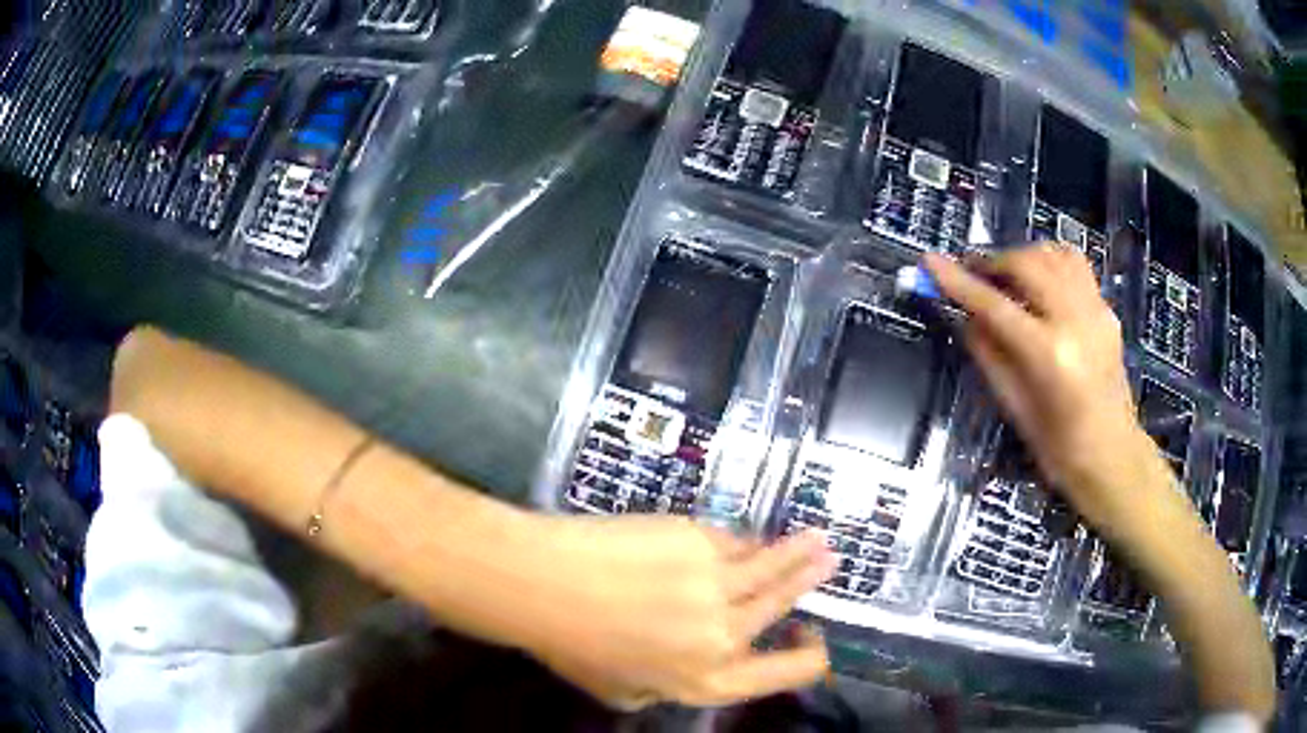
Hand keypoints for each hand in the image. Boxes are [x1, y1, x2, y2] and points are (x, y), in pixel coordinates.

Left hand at [520, 515, 834, 709]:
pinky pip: (734, 541)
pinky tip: (746, 537)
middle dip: (809, 583)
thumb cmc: (572, 644)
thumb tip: (684, 667)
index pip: (786, 673)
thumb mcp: (621, 688)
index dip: (810, 658)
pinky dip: (743, 541)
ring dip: (799, 552)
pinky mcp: (700, 540)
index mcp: (708, 681)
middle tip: (829, 564)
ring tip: (818, 540)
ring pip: (772, 566)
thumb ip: (663, 686)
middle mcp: (725, 636)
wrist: (541, 583)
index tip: (814, 640)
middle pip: (784, 606)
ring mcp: (717, 584)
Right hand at [924, 246, 1161, 527]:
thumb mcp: (1015, 407)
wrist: (1113, 457)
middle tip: (971, 272)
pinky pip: (1075, 266)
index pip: (994, 305)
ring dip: (1022, 256)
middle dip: (992, 261)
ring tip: (1006, 275)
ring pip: (1053, 254)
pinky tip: (1039, 282)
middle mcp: (1075, 322)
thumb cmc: (1059, 448)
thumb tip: (964, 315)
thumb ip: (989, 354)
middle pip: (1026, 264)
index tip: (929, 261)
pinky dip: (1050, 262)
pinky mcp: (1107, 310)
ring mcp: (1096, 311)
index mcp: (1049, 356)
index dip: (957, 281)